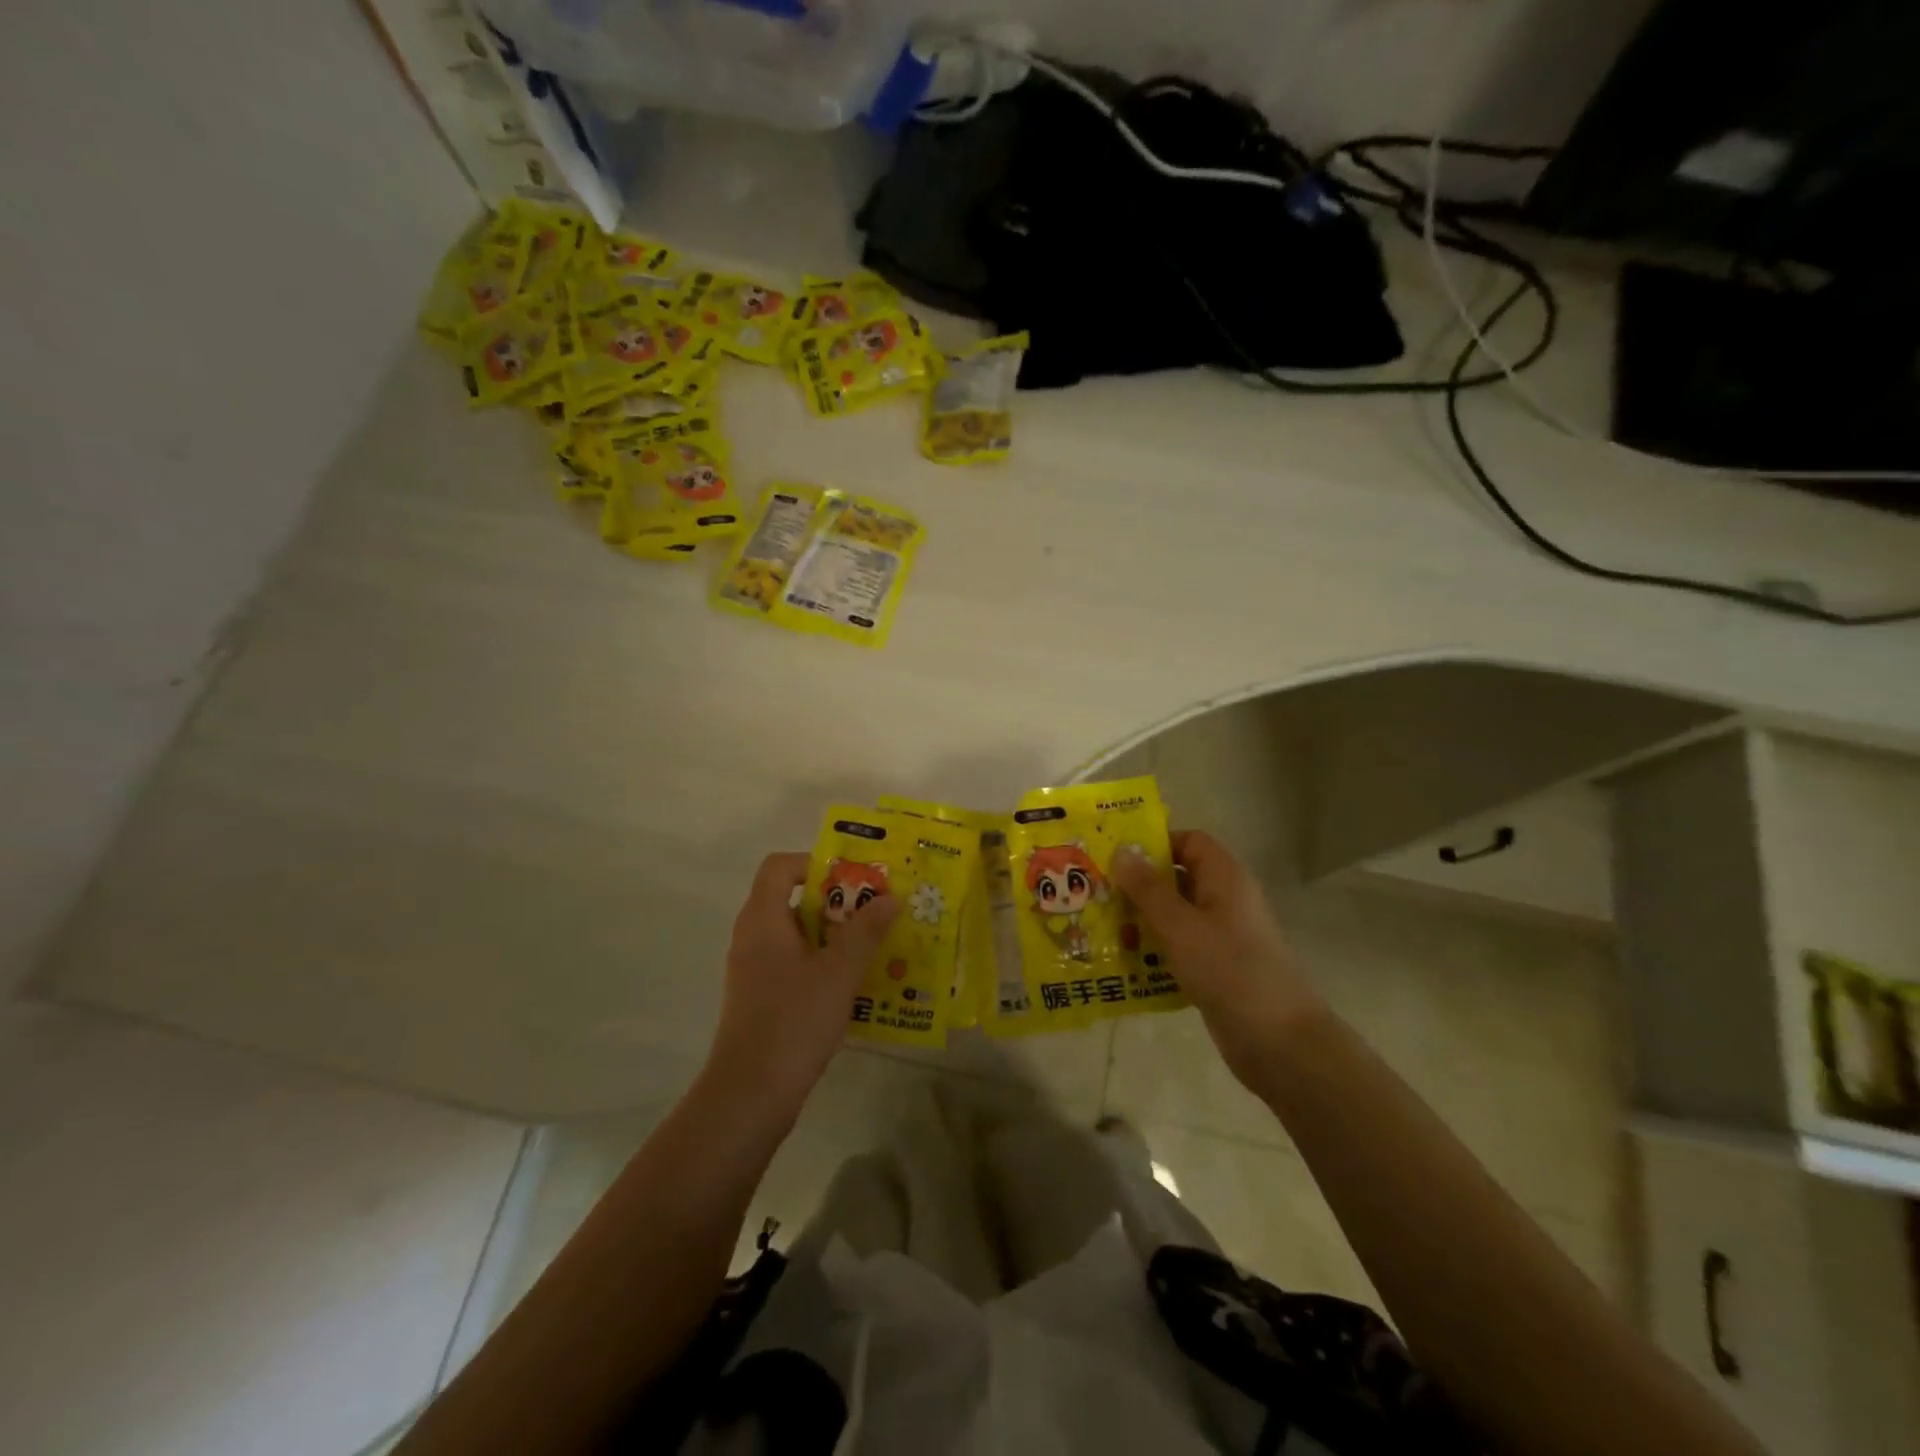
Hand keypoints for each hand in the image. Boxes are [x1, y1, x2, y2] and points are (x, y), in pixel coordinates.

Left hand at [704, 852, 898, 1116]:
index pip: (780, 866)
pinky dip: (822, 962)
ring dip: (834, 934)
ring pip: (796, 934)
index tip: (854, 879)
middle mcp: (752, 936)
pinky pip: (793, 962)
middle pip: (792, 898)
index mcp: (763, 919)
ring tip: (873, 945)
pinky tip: (853, 982)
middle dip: (837, 901)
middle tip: (875, 910)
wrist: (750, 1094)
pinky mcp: (760, 996)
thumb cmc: (794, 1021)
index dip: (815, 863)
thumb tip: (891, 897)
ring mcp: (753, 969)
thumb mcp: (840, 972)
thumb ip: (866, 931)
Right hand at [1113, 831, 1325, 1088]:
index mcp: (1225, 878)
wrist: (1279, 1042)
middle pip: (1178, 878)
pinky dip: (1155, 951)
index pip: (1189, 841)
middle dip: (1139, 885)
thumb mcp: (1180, 925)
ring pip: (1176, 916)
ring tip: (1101, 927)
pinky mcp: (1218, 969)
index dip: (1155, 843)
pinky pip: (1180, 948)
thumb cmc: (1229, 969)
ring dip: (1142, 920)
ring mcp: (1223, 937)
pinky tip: (1124, 963)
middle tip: (1097, 892)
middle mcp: (1225, 900)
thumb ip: (1147, 888)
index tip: (1116, 857)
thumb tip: (1121, 850)